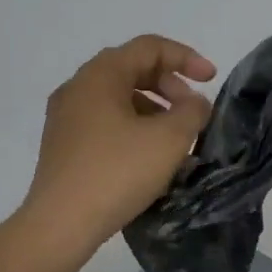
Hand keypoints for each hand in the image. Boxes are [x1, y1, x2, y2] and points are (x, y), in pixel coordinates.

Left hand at [23, 35, 216, 252]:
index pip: (150, 47)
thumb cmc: (117, 172)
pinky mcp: (62, 143)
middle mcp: (78, 86)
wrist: (60, 224)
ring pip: (118, 96)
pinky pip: (104, 119)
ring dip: (153, 107)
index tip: (212, 80)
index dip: (186, 57)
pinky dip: (132, 125)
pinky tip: (148, 155)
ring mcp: (65, 115)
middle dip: (170, 84)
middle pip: (132, 68)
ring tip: (175, 137)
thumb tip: (194, 103)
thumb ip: (192, 111)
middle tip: (193, 111)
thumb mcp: (168, 139)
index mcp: (100, 74)